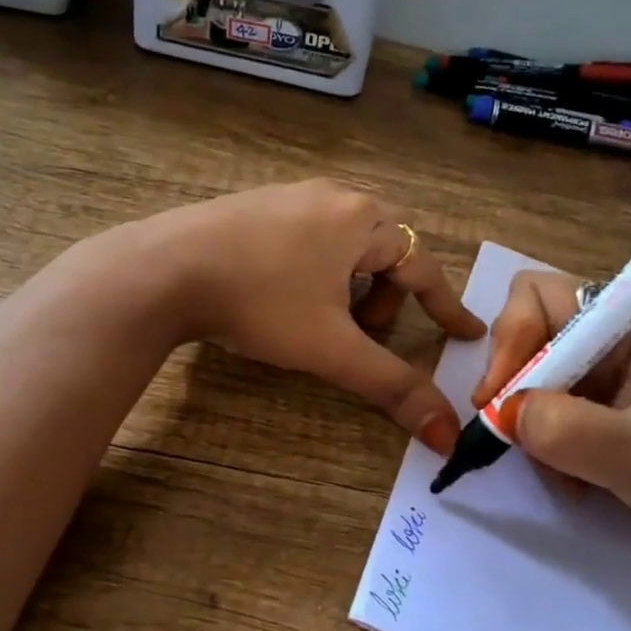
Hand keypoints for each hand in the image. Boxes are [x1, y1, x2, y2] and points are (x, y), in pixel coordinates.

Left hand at [145, 180, 485, 451]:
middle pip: (385, 251)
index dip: (446, 307)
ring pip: (345, 242)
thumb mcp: (332, 349)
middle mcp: (334, 196)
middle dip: (387, 296)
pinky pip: (309, 235)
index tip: (465, 332)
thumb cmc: (260, 302)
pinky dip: (317, 268)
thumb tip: (447, 435)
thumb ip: (392, 386)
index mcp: (363, 221)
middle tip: (369, 331)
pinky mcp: (255, 204)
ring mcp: (291, 195)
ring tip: (322, 317)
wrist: (164, 269)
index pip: (423, 268)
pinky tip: (283, 293)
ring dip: (350, 283)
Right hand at [475, 270, 630, 569]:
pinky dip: (546, 441)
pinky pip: (547, 408)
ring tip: (561, 470)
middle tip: (512, 433)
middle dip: (512, 383)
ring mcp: (604, 369)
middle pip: (526, 331)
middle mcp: (610, 333)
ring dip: (529, 423)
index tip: (499, 398)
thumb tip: (502, 414)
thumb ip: (567, 429)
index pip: (538, 294)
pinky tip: (574, 476)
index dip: (510, 338)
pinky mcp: (600, 402)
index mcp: (629, 320)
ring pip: (530, 375)